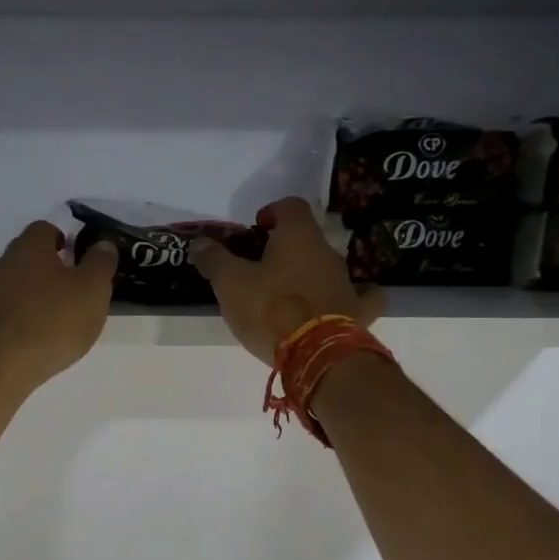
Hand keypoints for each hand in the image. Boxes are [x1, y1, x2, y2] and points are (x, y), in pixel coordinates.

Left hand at [0, 223, 118, 393]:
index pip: (45, 231)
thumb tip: (103, 244)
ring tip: (28, 298)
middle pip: (22, 255)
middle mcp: (2, 263)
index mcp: (33, 250)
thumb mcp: (93, 292)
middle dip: (40, 266)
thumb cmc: (53, 324)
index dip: (60, 242)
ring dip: (11, 283)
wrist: (1, 365)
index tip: (74, 259)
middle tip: (60, 286)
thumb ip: (100, 265)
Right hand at [188, 198, 383, 365]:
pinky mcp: (357, 313)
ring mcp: (346, 282)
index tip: (256, 230)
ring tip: (285, 297)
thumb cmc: (270, 309)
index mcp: (299, 236)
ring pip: (326, 268)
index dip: (272, 212)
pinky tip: (339, 306)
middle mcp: (328, 252)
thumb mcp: (230, 283)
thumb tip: (199, 242)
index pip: (291, 206)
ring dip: (307, 275)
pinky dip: (348, 298)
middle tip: (261, 270)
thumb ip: (214, 259)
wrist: (315, 353)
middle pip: (307, 239)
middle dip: (285, 249)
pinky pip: (359, 298)